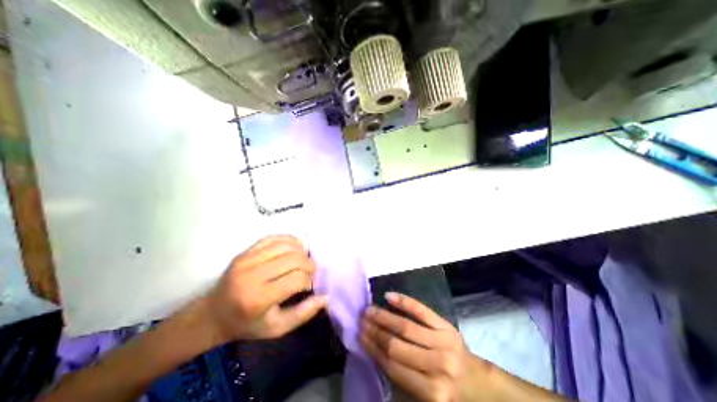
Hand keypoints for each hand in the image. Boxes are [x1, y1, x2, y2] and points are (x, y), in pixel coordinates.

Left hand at [201, 236, 325, 341]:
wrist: (213, 314)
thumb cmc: (247, 324)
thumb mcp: (276, 329)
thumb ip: (303, 313)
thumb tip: (325, 297)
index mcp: (259, 298)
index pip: (297, 279)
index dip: (310, 280)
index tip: (310, 285)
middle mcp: (252, 275)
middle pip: (294, 259)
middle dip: (309, 264)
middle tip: (310, 272)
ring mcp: (247, 260)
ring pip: (286, 245)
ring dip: (301, 251)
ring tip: (302, 260)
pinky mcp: (245, 252)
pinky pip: (273, 238)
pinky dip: (289, 240)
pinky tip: (294, 248)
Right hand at [361, 291, 489, 401]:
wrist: (477, 381)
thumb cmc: (446, 388)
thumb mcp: (425, 393)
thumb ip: (401, 377)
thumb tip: (374, 351)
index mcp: (430, 392)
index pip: (392, 366)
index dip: (373, 350)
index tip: (360, 336)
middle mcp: (437, 367)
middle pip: (397, 346)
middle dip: (375, 331)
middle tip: (361, 320)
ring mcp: (443, 342)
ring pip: (406, 327)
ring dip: (384, 316)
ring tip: (369, 310)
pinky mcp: (446, 325)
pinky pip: (421, 310)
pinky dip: (404, 301)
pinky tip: (388, 296)